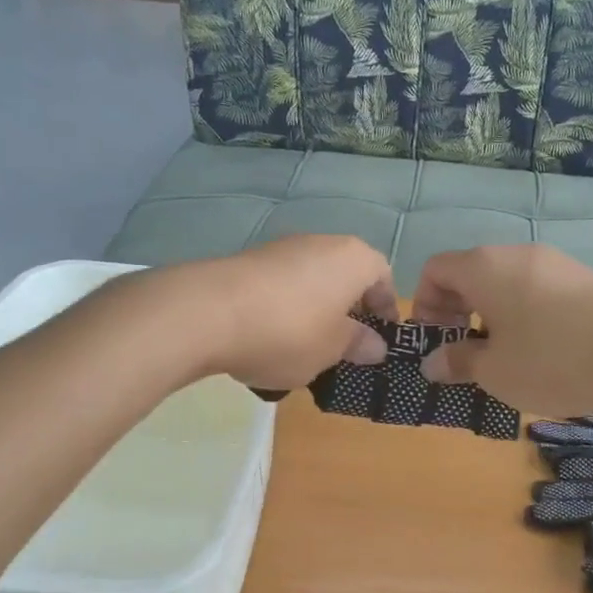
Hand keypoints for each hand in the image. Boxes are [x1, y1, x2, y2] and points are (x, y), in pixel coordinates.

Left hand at [154, 236, 394, 389]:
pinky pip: (281, 285)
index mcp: (353, 258)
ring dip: (316, 308)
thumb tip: (376, 345)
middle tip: (346, 344)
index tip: (382, 337)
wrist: (206, 313)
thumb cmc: (289, 332)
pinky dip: (285, 306)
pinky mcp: (248, 260)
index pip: (383, 276)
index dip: (386, 307)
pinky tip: (270, 337)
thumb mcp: (332, 349)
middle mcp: (321, 243)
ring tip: (306, 346)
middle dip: (349, 308)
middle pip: (346, 274)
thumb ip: (358, 344)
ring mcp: (281, 248)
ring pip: (312, 279)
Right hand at [412, 244, 592, 414]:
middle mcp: (515, 254)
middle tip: (463, 352)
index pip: (435, 270)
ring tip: (502, 356)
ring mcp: (553, 262)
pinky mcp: (582, 277)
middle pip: (469, 273)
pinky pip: (535, 289)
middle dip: (456, 312)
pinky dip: (522, 313)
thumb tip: (433, 362)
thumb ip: (459, 363)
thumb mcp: (496, 371)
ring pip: (504, 282)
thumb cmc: (553, 358)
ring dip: (490, 314)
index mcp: (484, 268)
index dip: (423, 304)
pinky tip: (540, 350)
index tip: (436, 341)